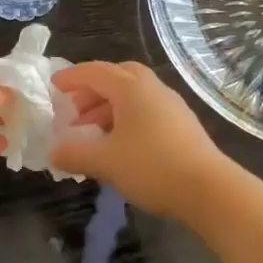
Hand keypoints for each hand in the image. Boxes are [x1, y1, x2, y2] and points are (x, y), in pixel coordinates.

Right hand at [47, 61, 230, 217]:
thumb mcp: (104, 162)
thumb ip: (74, 153)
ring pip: (134, 96)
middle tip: (75, 111)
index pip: (95, 72)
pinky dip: (126, 120)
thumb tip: (53, 151)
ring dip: (109, 108)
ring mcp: (172, 107)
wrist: (209, 190)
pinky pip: (147, 112)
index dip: (72, 78)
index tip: (53, 86)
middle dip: (93, 90)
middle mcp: (153, 89)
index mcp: (131, 88)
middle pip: (119, 77)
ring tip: (92, 135)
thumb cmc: (151, 167)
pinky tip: (119, 146)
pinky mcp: (183, 126)